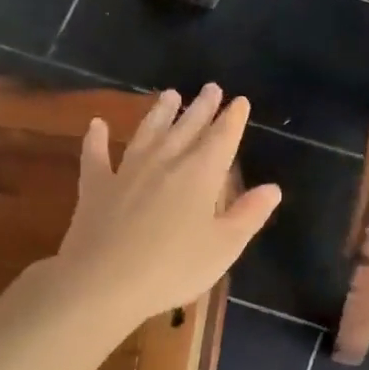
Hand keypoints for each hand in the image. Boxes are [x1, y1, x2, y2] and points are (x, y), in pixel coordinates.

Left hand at [57, 85, 280, 324]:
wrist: (103, 282)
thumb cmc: (174, 267)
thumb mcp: (224, 247)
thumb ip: (249, 215)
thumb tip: (273, 189)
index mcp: (200, 175)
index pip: (222, 138)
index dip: (233, 119)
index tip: (240, 101)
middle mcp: (165, 162)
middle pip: (187, 128)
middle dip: (202, 108)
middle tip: (211, 88)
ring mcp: (127, 172)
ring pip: (147, 133)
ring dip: (159, 113)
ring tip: (170, 94)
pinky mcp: (95, 187)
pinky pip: (95, 155)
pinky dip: (96, 139)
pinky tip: (96, 126)